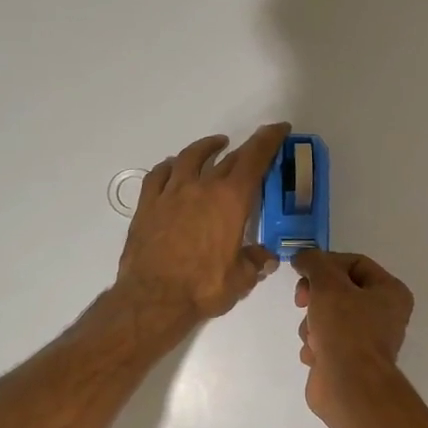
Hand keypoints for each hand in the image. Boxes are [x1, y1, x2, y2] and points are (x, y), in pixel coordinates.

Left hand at [115, 123, 289, 322]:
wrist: (153, 298)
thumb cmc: (203, 288)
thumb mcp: (240, 279)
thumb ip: (255, 263)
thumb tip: (266, 258)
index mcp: (230, 201)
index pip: (254, 160)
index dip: (269, 140)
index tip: (278, 128)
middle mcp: (202, 188)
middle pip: (227, 159)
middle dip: (245, 151)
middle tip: (254, 150)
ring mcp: (171, 193)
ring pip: (190, 158)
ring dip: (206, 148)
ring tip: (215, 146)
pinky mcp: (148, 205)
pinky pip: (159, 175)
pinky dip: (171, 166)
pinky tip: (174, 167)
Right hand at [293, 250, 413, 419]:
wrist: (348, 386)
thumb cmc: (345, 329)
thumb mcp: (328, 284)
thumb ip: (314, 263)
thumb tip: (303, 257)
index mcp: (390, 292)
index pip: (354, 263)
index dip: (326, 263)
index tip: (302, 270)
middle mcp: (383, 313)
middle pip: (338, 289)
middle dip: (316, 297)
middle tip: (302, 301)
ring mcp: (365, 338)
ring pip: (326, 315)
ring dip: (312, 324)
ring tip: (315, 338)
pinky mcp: (347, 359)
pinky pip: (324, 340)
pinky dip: (315, 345)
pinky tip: (316, 355)